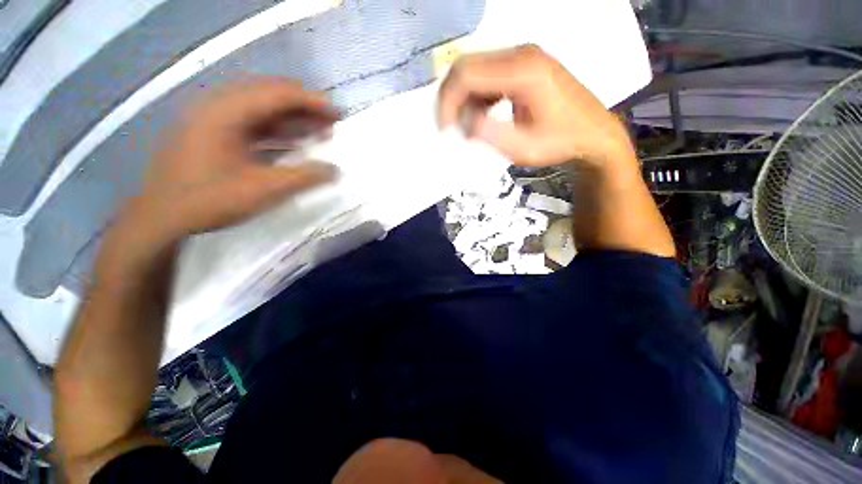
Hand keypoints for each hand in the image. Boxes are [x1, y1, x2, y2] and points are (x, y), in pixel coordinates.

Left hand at [124, 79, 337, 244]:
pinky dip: (275, 131)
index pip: (278, 94)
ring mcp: (212, 119)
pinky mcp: (211, 133)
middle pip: (270, 96)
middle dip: (305, 109)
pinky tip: (293, 144)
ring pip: (261, 110)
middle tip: (330, 124)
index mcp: (226, 112)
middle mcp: (218, 106)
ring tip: (318, 133)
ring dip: (292, 120)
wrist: (161, 218)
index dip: (312, 102)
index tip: (338, 114)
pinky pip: (250, 124)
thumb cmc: (210, 200)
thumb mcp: (265, 190)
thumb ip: (305, 177)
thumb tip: (335, 170)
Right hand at [438, 45, 634, 166]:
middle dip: (451, 99)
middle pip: (467, 66)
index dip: (448, 101)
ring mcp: (524, 56)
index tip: (444, 129)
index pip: (466, 74)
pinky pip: (489, 75)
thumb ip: (487, 133)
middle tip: (451, 128)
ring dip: (464, 99)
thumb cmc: (559, 143)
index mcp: (522, 71)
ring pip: (476, 69)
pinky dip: (478, 96)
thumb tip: (463, 121)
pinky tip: (482, 116)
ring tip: (469, 127)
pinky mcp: (525, 65)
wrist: (593, 135)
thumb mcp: (520, 148)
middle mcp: (521, 54)